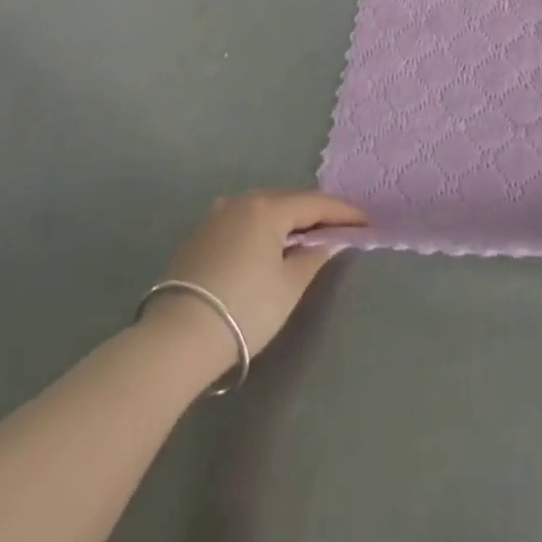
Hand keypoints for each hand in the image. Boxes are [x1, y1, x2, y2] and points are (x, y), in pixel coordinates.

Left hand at [148, 190, 366, 357]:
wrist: (175, 341)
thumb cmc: (244, 310)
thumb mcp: (289, 286)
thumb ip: (316, 256)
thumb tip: (332, 239)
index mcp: (267, 207)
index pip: (317, 203)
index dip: (344, 212)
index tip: (367, 222)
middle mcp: (241, 201)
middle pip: (289, 200)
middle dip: (316, 212)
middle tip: (340, 229)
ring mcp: (216, 216)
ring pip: (264, 208)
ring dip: (288, 219)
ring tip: (306, 237)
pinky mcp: (198, 236)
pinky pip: (242, 221)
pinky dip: (263, 228)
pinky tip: (269, 246)